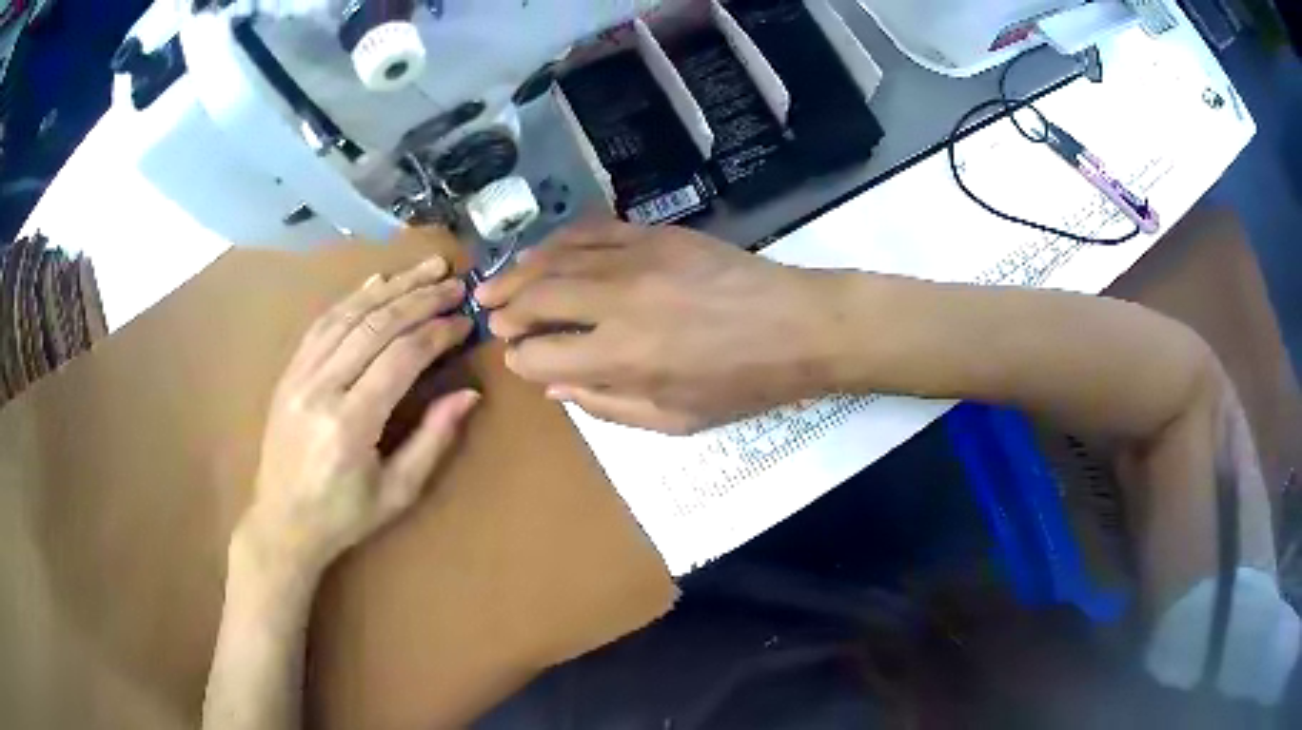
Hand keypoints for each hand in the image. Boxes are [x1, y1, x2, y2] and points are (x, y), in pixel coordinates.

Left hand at [239, 256, 479, 577]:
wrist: (281, 523)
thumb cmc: (344, 516)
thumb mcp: (398, 492)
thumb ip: (433, 440)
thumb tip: (469, 394)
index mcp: (351, 424)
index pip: (400, 358)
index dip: (436, 332)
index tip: (465, 320)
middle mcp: (321, 389)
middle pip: (375, 326)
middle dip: (419, 298)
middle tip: (454, 282)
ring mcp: (299, 376)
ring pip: (348, 315)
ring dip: (390, 287)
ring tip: (424, 268)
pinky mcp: (289, 372)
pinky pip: (322, 324)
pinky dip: (352, 299)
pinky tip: (377, 284)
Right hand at [475, 221, 841, 433]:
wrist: (797, 325)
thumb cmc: (742, 383)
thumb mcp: (676, 419)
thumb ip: (607, 405)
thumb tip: (555, 386)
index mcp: (622, 357)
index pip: (541, 356)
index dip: (521, 360)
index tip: (518, 359)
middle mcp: (617, 303)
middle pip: (537, 299)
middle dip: (506, 310)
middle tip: (490, 315)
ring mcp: (635, 259)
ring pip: (556, 259)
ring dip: (519, 272)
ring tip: (496, 284)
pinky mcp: (655, 234)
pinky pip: (592, 231)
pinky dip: (560, 241)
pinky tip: (544, 251)